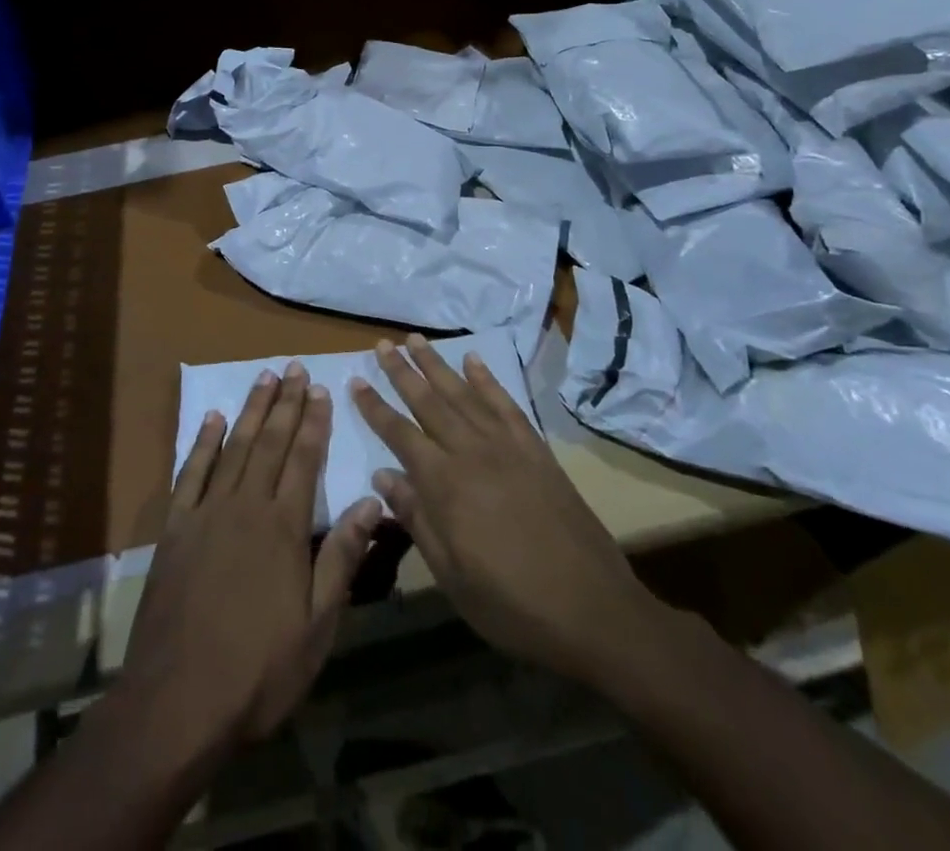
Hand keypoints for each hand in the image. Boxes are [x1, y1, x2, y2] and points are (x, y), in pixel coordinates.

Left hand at [123, 362, 381, 753]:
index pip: (304, 460)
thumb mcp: (317, 625)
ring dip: (251, 410)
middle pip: (270, 443)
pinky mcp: (175, 529)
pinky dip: (202, 442)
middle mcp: (246, 506)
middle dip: (285, 403)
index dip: (314, 422)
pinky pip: (190, 473)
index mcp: (283, 528)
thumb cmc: (259, 670)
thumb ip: (341, 557)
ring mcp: (206, 513)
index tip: (320, 389)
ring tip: (263, 378)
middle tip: (294, 368)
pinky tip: (211, 418)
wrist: (178, 701)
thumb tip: (372, 500)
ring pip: (234, 447)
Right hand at [349, 336, 656, 683]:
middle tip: (382, 344)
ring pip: (463, 394)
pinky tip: (474, 361)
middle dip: (402, 372)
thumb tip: (383, 475)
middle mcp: (472, 453)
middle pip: (429, 402)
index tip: (356, 381)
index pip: (400, 434)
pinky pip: (505, 404)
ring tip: (416, 340)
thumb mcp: (451, 576)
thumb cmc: (512, 604)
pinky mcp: (536, 450)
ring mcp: (507, 447)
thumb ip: (416, 519)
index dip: (375, 407)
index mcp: (445, 485)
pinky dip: (487, 379)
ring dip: (437, 365)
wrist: (593, 610)